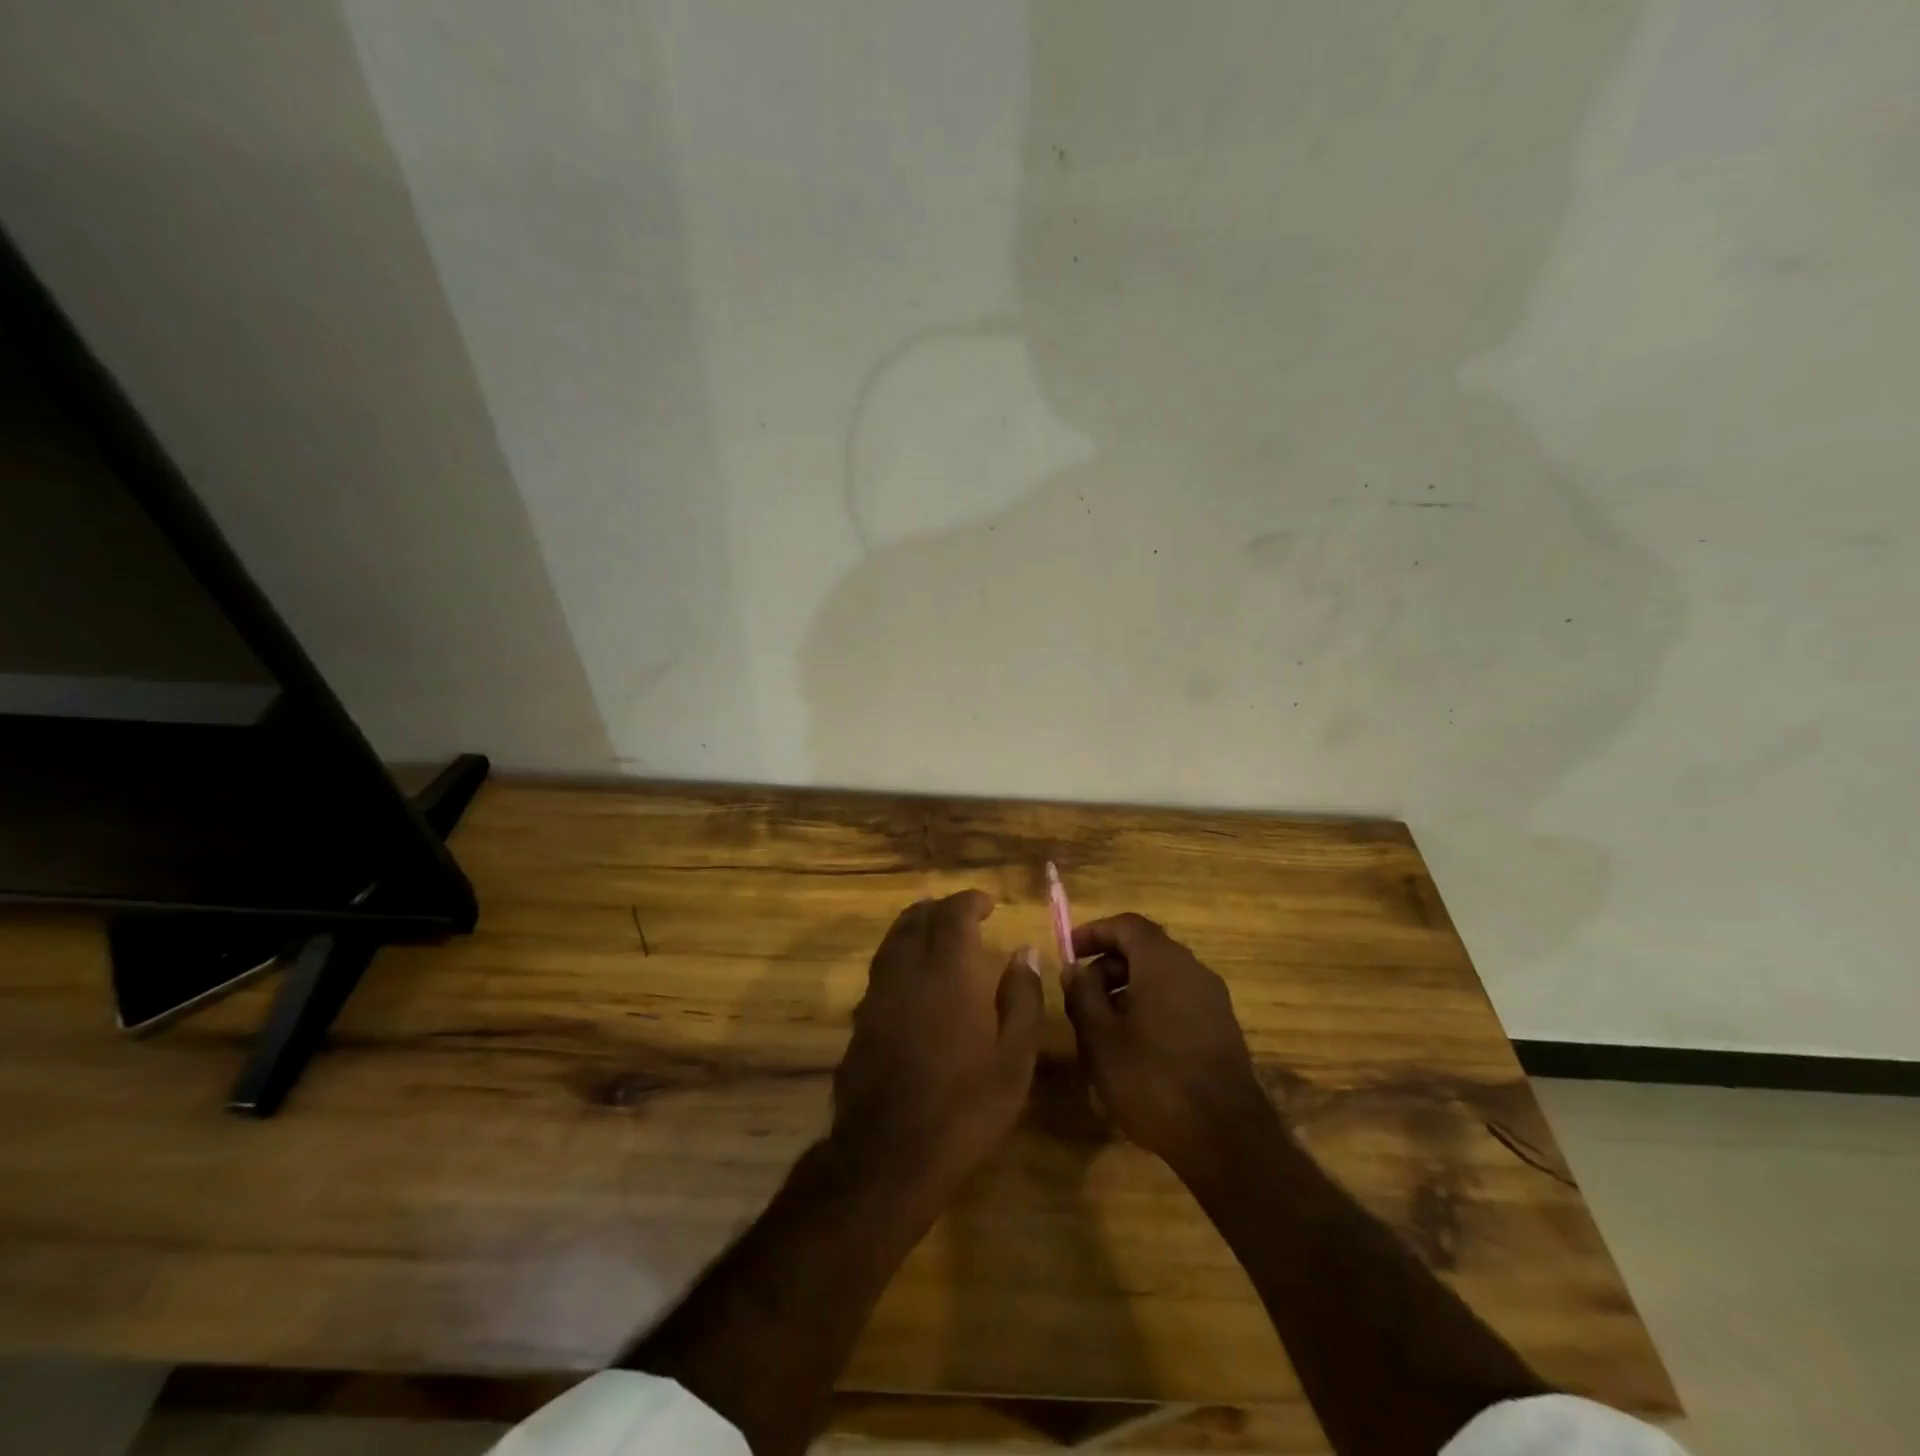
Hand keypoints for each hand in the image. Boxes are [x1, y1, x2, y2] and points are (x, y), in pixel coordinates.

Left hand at [830, 891, 1043, 1198]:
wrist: (889, 1154)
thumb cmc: (965, 1106)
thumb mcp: (1014, 1058)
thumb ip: (1022, 998)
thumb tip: (1024, 953)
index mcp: (948, 971)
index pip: (953, 913)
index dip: (970, 901)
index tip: (988, 904)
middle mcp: (907, 970)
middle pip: (917, 918)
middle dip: (941, 908)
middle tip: (963, 914)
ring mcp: (877, 993)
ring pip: (893, 939)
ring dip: (915, 926)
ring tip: (936, 932)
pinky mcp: (860, 1018)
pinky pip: (881, 967)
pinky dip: (899, 955)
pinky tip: (912, 976)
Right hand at [1061, 913, 1270, 1173]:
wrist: (1225, 1140)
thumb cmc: (1152, 1079)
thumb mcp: (1099, 1038)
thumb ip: (1082, 994)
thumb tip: (1075, 969)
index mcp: (1163, 962)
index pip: (1126, 924)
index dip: (1094, 932)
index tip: (1068, 952)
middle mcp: (1192, 970)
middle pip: (1144, 949)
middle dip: (1108, 966)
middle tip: (1080, 997)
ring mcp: (1212, 999)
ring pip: (1161, 977)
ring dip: (1127, 991)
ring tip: (1101, 1028)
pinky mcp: (1221, 1029)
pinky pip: (1178, 1001)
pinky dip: (1150, 1008)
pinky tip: (1134, 1048)